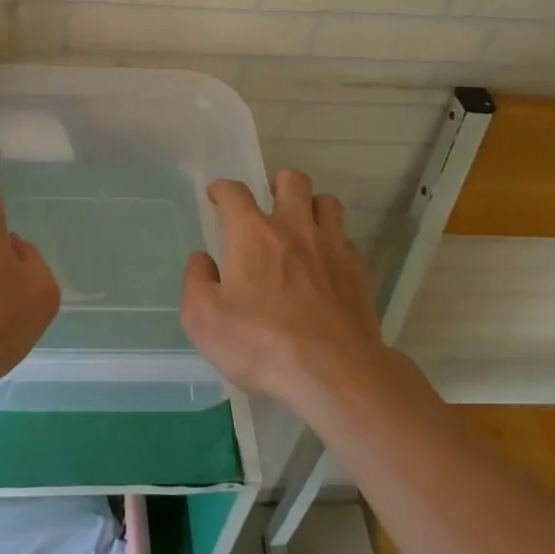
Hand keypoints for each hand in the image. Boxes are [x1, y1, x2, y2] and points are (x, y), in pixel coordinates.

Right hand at [181, 169, 391, 409]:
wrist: (333, 373)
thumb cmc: (261, 342)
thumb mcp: (204, 319)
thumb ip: (196, 281)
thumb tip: (202, 260)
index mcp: (253, 233)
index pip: (235, 192)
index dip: (223, 189)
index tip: (217, 195)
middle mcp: (294, 228)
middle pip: (292, 180)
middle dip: (278, 184)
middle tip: (269, 203)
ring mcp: (331, 247)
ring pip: (327, 202)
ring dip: (312, 207)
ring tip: (303, 226)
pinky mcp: (358, 272)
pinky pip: (347, 241)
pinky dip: (335, 245)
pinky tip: (326, 266)